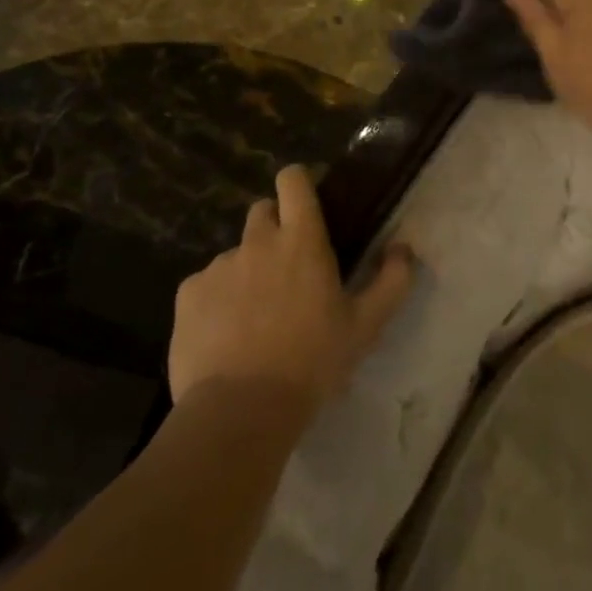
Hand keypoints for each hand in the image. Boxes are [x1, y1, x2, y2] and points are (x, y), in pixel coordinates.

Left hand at [169, 166, 414, 409]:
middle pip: (262, 212)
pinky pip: (207, 284)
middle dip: (275, 227)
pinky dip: (219, 298)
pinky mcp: (187, 295)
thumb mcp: (366, 325)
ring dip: (249, 269)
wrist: (241, 409)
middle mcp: (257, 242)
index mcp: (301, 241)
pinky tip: (227, 333)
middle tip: (289, 268)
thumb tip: (403, 248)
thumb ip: (392, 280)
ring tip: (257, 314)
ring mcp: (218, 267)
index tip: (307, 200)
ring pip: (237, 253)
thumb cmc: (313, 361)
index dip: (299, 182)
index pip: (293, 181)